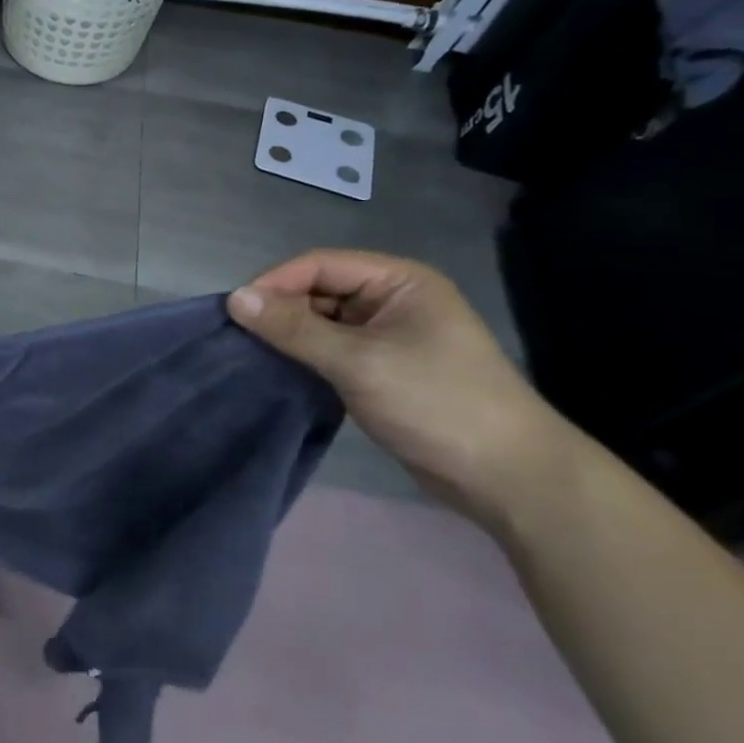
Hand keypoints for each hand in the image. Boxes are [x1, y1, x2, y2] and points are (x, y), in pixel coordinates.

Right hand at [228, 250, 581, 528]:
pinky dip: (306, 357)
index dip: (275, 282)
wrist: (508, 477)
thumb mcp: (358, 361)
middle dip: (280, 309)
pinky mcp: (384, 369)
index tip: (235, 311)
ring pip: (323, 322)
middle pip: (319, 290)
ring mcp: (390, 336)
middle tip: (240, 337)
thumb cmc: (436, 403)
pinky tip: (282, 371)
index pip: (320, 264)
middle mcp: (393, 300)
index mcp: (399, 281)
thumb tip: (235, 298)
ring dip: (291, 336)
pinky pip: (332, 350)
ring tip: (253, 354)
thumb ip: (294, 328)